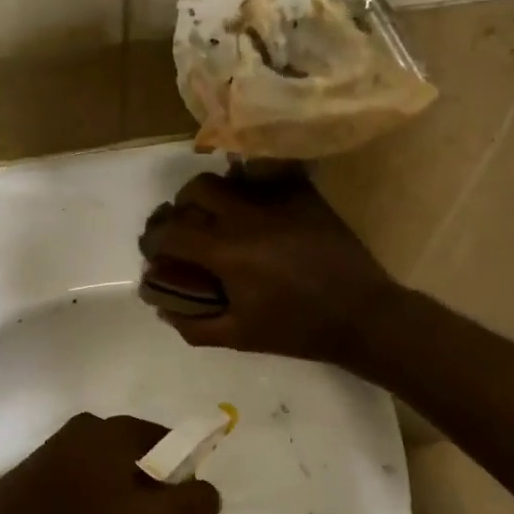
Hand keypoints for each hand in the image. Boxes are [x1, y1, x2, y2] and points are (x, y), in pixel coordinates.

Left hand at [0, 413, 220, 513]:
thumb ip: (191, 505)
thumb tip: (211, 491)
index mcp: (119, 429)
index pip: (169, 441)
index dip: (180, 475)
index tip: (173, 510)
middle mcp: (91, 425)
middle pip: (139, 454)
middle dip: (149, 488)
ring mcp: (61, 443)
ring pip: (110, 467)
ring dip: (119, 495)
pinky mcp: (40, 465)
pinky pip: (83, 475)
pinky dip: (93, 497)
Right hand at [140, 173, 402, 363]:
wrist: (361, 315)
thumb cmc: (297, 330)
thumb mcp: (239, 336)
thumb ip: (194, 324)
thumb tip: (163, 309)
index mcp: (227, 252)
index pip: (171, 232)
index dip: (153, 240)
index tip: (153, 251)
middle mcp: (247, 217)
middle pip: (196, 190)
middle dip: (180, 207)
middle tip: (185, 227)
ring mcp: (278, 201)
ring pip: (231, 177)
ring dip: (214, 193)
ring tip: (217, 214)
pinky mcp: (304, 196)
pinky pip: (268, 177)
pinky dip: (251, 187)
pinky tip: (255, 208)